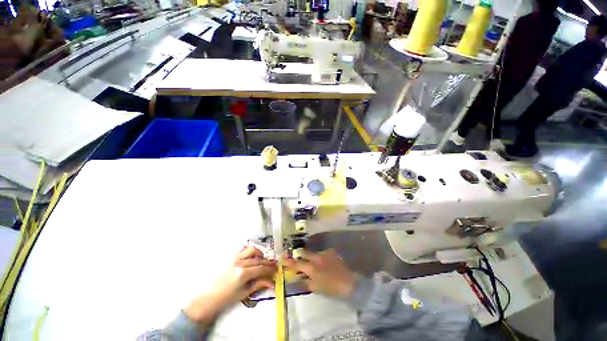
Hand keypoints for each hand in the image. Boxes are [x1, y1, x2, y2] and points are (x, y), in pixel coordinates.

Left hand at [185, 247, 275, 325]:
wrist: (209, 297)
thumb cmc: (227, 298)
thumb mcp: (244, 293)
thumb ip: (259, 284)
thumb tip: (272, 282)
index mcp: (243, 273)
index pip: (261, 268)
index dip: (270, 269)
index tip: (276, 269)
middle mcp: (240, 263)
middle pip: (258, 260)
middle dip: (267, 262)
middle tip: (274, 265)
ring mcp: (234, 258)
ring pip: (251, 250)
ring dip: (259, 254)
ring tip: (262, 259)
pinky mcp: (230, 257)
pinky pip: (243, 250)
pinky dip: (250, 252)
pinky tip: (252, 257)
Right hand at [283, 249, 355, 297]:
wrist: (348, 283)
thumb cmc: (330, 287)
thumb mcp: (316, 287)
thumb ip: (305, 282)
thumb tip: (298, 278)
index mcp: (311, 267)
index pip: (297, 264)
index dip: (289, 262)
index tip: (283, 260)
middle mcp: (316, 257)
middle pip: (304, 253)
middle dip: (300, 256)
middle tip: (299, 260)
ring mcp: (324, 253)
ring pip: (314, 253)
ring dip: (312, 258)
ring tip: (317, 265)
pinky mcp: (331, 252)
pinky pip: (323, 253)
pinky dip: (322, 258)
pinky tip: (326, 263)